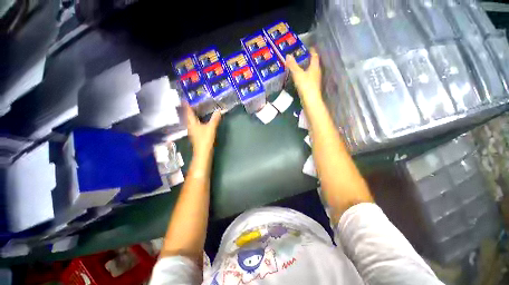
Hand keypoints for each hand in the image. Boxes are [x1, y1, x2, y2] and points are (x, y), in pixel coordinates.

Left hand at [186, 105, 221, 156]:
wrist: (203, 152)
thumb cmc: (205, 139)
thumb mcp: (211, 128)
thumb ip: (215, 119)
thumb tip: (218, 110)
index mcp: (192, 123)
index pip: (188, 112)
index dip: (186, 105)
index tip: (184, 99)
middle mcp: (190, 126)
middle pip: (188, 117)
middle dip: (188, 110)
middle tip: (191, 103)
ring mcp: (193, 131)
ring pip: (191, 121)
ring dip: (193, 116)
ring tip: (196, 110)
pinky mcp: (196, 135)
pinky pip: (194, 125)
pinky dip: (196, 121)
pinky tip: (200, 121)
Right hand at [285, 48, 321, 106]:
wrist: (310, 100)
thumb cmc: (305, 85)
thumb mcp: (297, 74)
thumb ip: (292, 65)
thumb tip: (288, 55)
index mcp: (315, 67)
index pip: (314, 56)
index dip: (312, 51)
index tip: (308, 47)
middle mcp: (317, 72)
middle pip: (314, 63)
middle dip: (308, 59)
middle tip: (301, 56)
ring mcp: (315, 80)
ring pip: (311, 71)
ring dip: (307, 68)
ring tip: (299, 66)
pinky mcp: (312, 87)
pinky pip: (309, 78)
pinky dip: (305, 75)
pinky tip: (300, 77)